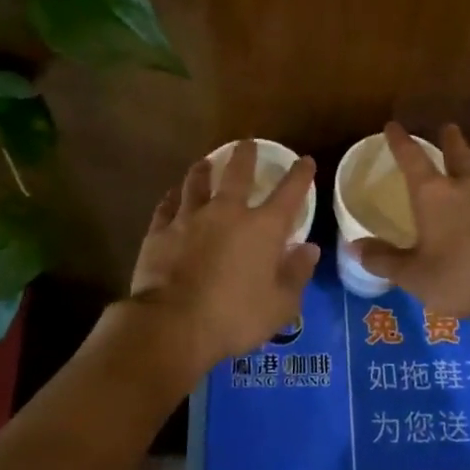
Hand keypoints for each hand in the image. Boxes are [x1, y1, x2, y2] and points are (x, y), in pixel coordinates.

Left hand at [129, 139, 320, 368]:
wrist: (172, 325)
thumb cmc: (234, 318)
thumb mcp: (280, 305)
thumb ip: (297, 274)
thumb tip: (309, 248)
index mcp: (263, 229)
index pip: (289, 193)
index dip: (300, 175)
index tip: (305, 161)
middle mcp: (227, 212)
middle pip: (238, 174)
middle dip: (246, 155)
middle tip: (247, 143)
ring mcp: (189, 218)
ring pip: (196, 183)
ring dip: (203, 170)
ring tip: (205, 162)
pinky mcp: (160, 232)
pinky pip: (166, 207)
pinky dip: (172, 199)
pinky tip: (172, 196)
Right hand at [351, 122, 469, 328]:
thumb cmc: (460, 277)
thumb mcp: (414, 275)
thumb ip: (384, 259)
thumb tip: (354, 247)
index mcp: (433, 194)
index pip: (412, 158)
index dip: (400, 141)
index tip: (393, 126)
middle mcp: (465, 184)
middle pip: (456, 151)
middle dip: (449, 138)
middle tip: (447, 127)